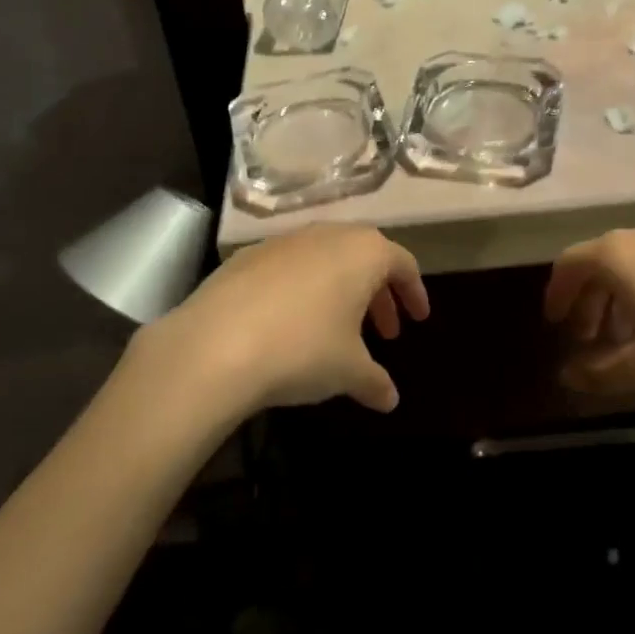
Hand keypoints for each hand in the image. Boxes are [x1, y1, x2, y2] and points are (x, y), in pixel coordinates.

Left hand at [132, 225, 428, 417]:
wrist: (216, 343)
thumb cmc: (303, 349)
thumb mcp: (349, 371)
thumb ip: (376, 381)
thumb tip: (390, 399)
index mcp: (364, 252)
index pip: (402, 264)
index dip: (414, 292)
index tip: (418, 320)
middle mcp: (329, 234)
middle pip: (365, 257)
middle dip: (379, 294)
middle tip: (385, 332)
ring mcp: (286, 240)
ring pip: (327, 259)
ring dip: (341, 290)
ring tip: (339, 329)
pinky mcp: (249, 254)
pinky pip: (291, 267)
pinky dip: (303, 289)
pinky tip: (292, 323)